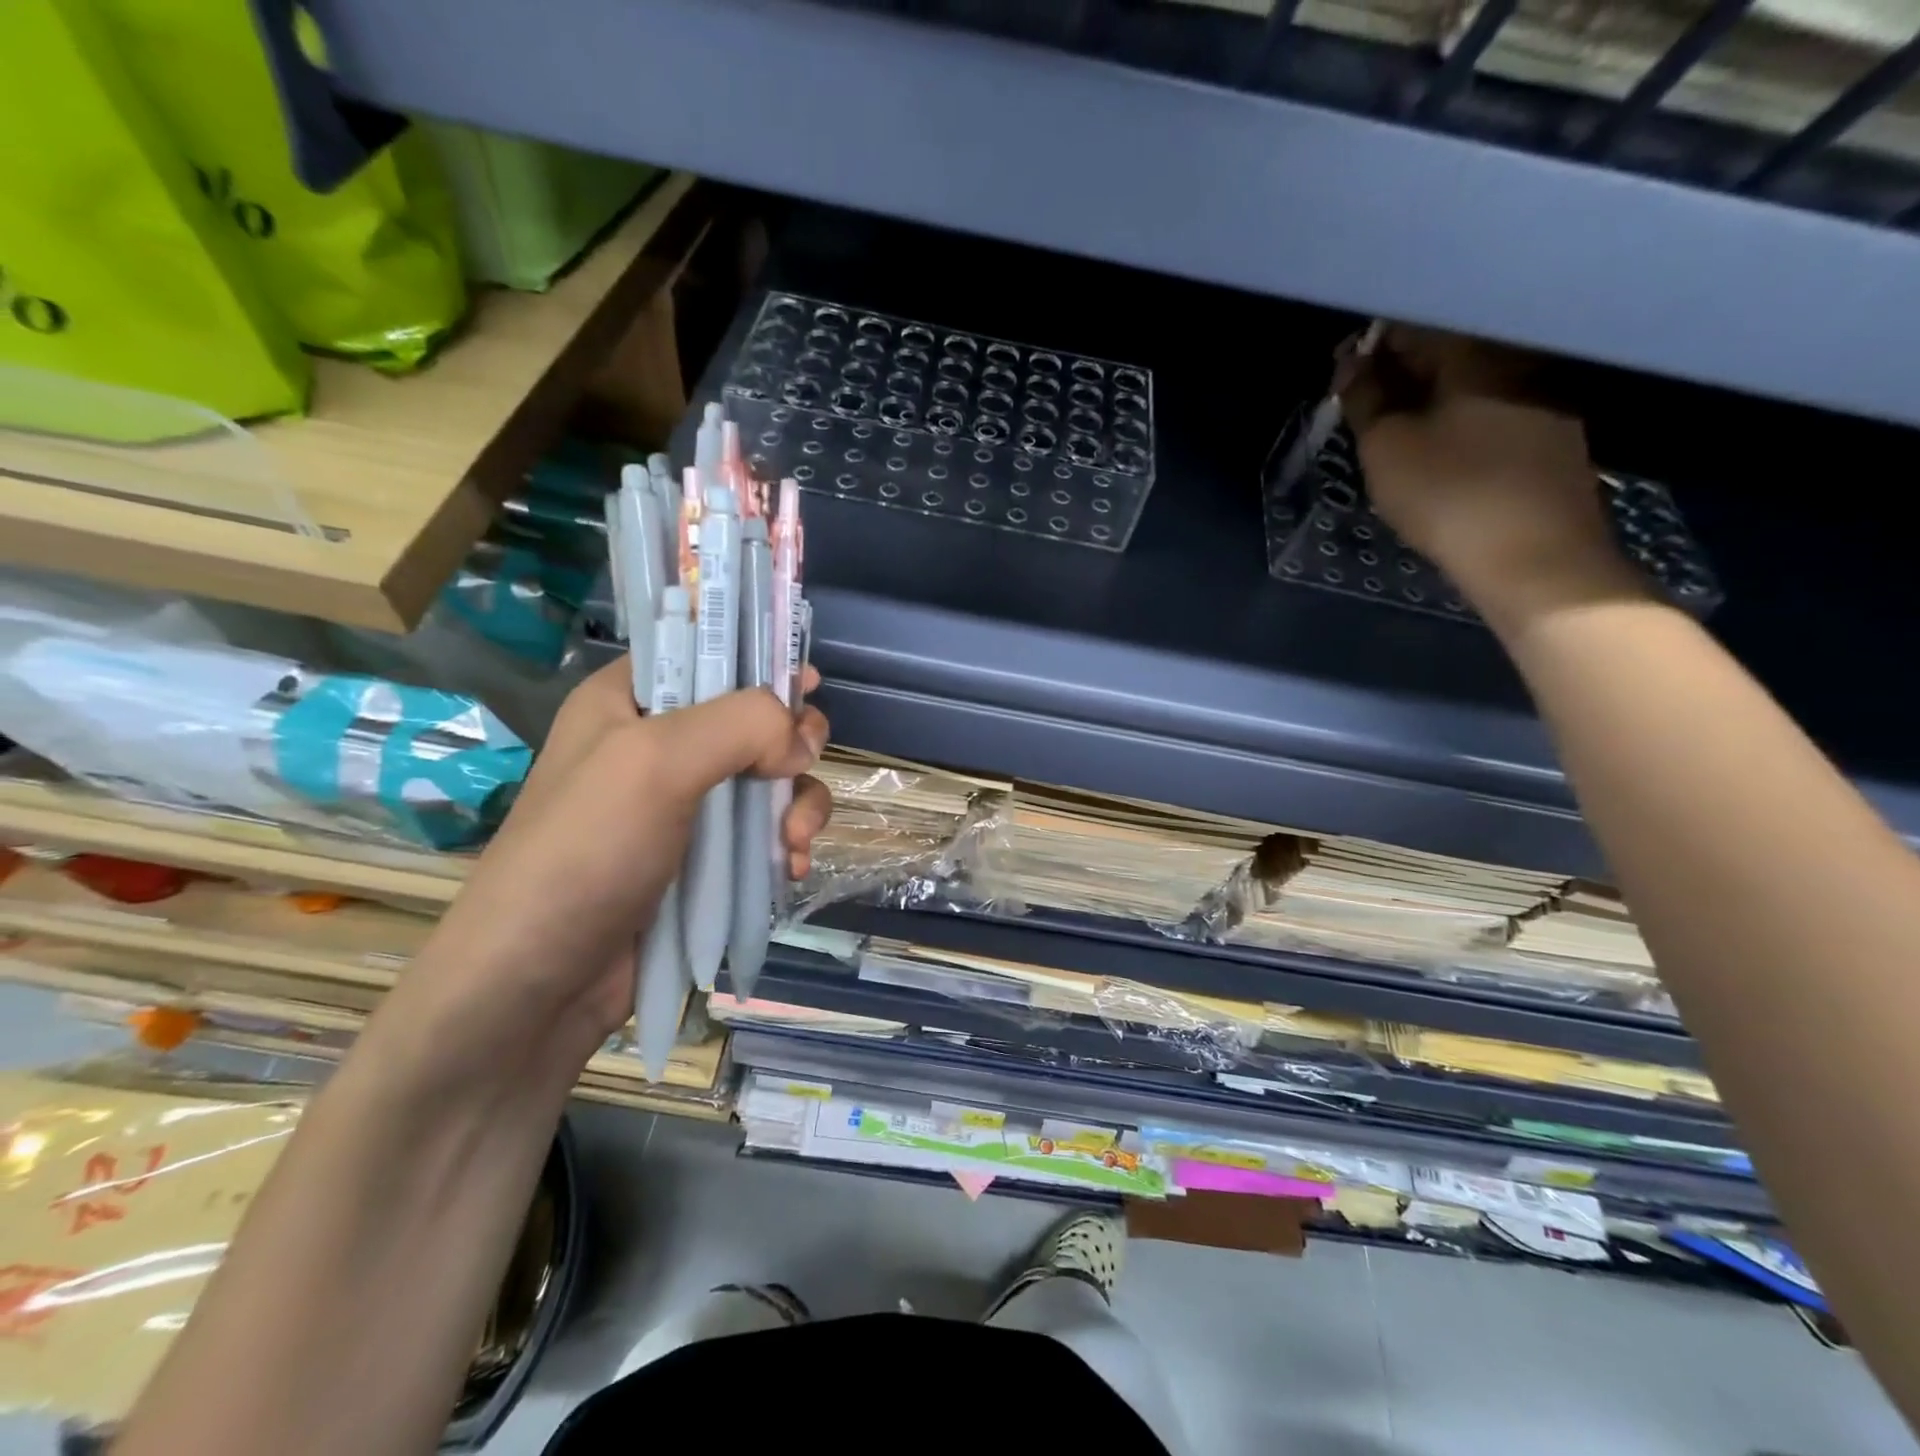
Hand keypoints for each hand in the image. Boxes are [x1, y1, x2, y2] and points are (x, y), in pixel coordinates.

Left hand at [372, 661, 831, 1083]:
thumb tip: (802, 741)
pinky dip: (787, 846)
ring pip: (771, 781)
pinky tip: (791, 870)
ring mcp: (683, 807)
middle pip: (754, 719)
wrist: (537, 988)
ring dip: (798, 806)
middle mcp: (658, 746)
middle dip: (792, 747)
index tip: (805, 683)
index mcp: (629, 701)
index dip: (758, 660)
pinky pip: (764, 834)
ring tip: (795, 844)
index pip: (705, 651)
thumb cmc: (584, 855)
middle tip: (799, 768)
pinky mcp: (703, 860)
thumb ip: (740, 725)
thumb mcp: (654, 764)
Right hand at [1337, 327, 1646, 629]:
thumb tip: (1351, 362)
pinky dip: (1457, 423)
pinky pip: (1493, 415)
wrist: (1534, 558)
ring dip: (1429, 400)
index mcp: (1476, 354)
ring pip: (1471, 386)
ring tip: (1395, 433)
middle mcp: (1518, 363)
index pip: (1413, 327)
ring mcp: (1545, 402)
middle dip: (1400, 373)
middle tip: (1363, 407)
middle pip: (1447, 352)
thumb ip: (1364, 399)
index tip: (1341, 376)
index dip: (1370, 347)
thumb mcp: (1386, 447)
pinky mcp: (1554, 441)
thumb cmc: (1448, 494)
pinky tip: (1438, 455)